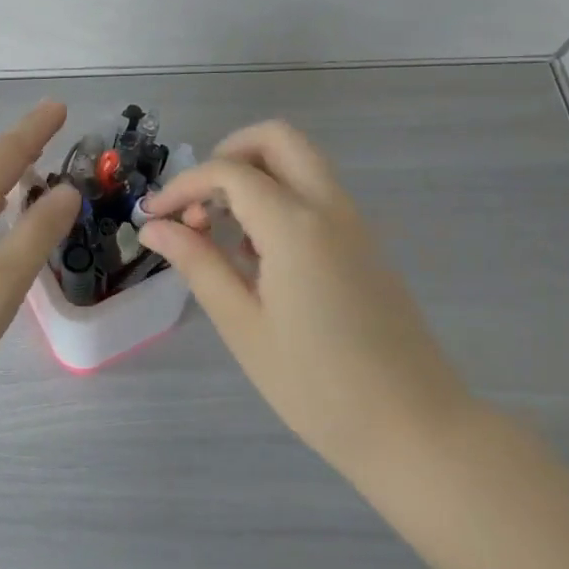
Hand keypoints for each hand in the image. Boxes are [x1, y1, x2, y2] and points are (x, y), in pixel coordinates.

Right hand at [139, 120, 476, 489]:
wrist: (414, 429)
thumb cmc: (316, 385)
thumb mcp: (243, 325)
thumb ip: (198, 264)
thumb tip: (154, 227)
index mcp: (295, 225)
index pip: (229, 172)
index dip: (183, 186)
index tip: (155, 218)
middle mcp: (329, 207)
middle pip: (277, 139)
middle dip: (228, 154)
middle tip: (199, 201)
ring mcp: (354, 223)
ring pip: (300, 163)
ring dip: (254, 176)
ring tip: (221, 233)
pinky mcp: (365, 244)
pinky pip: (316, 194)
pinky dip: (279, 198)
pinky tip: (257, 256)